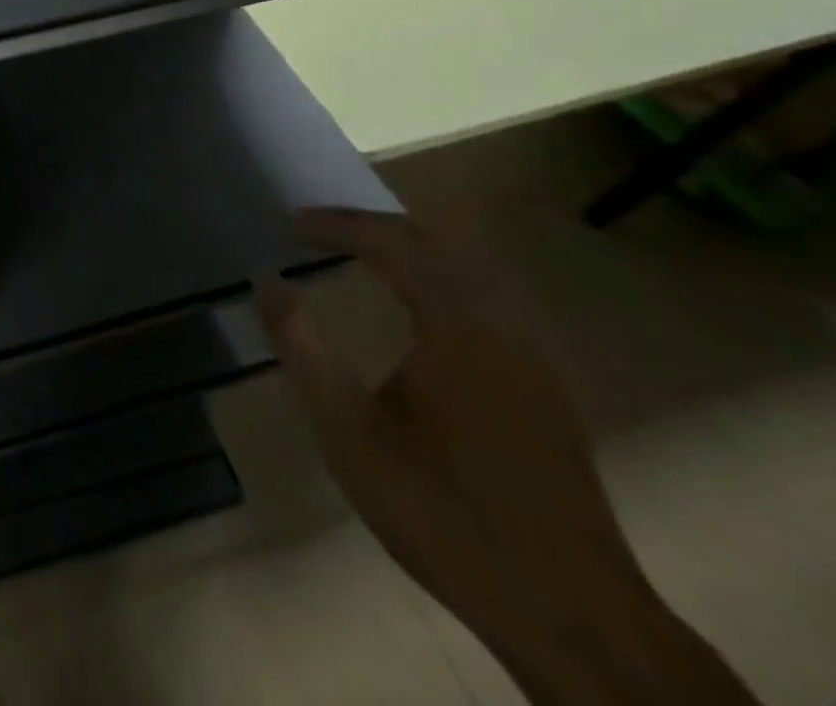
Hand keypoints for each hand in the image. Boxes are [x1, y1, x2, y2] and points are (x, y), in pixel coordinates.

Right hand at [256, 210, 650, 671]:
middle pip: (441, 244)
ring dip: (416, 248)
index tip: (292, 223)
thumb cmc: (442, 511)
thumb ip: (302, 347)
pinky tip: (425, 306)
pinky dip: (447, 278)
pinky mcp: (549, 388)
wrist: (569, 613)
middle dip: (377, 225)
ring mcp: (536, 358)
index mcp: (458, 327)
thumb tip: (267, 282)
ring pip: (475, 269)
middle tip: (323, 229)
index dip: (340, 225)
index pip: (394, 244)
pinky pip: (494, 299)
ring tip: (365, 252)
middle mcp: (504, 326)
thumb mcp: (347, 430)